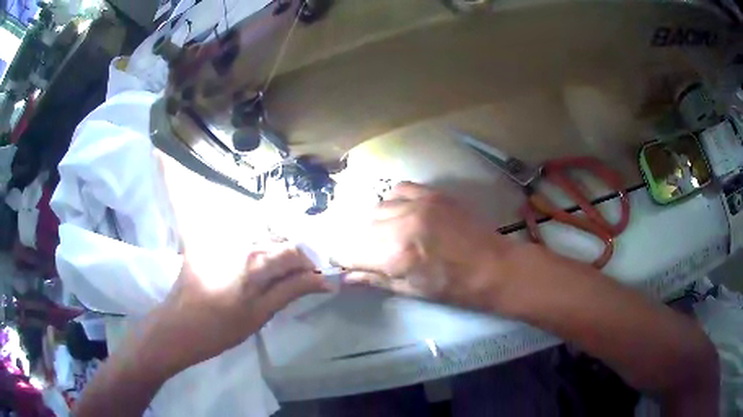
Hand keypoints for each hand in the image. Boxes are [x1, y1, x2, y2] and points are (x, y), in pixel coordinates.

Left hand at [147, 244, 329, 373]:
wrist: (176, 327)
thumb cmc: (219, 329)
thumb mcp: (260, 314)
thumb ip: (291, 291)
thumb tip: (325, 280)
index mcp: (254, 260)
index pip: (295, 250)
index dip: (310, 263)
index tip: (315, 279)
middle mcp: (239, 240)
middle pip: (278, 239)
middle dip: (293, 257)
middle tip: (295, 280)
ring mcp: (222, 238)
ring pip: (260, 236)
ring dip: (273, 252)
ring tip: (273, 276)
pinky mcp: (209, 240)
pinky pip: (240, 238)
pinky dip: (253, 249)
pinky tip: (250, 269)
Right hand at [334, 182, 516, 310]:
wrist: (494, 267)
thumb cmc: (454, 288)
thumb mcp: (411, 290)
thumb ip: (374, 279)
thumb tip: (345, 277)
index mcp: (395, 255)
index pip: (348, 251)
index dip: (340, 258)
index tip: (342, 263)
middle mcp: (401, 223)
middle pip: (359, 228)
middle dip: (357, 243)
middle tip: (367, 253)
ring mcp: (418, 204)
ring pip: (376, 207)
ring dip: (373, 223)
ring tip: (385, 235)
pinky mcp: (432, 193)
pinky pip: (399, 189)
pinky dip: (393, 201)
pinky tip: (400, 213)